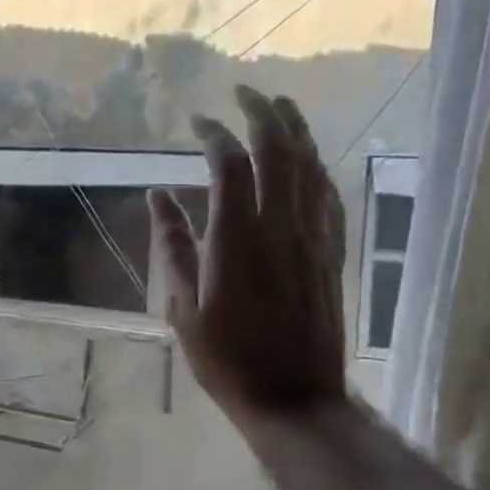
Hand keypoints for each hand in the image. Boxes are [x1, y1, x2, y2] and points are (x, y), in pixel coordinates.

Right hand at [149, 85, 348, 420]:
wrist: (293, 397)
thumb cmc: (225, 357)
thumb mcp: (182, 305)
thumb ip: (172, 246)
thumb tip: (157, 197)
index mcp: (236, 240)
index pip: (230, 166)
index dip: (214, 135)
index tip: (197, 121)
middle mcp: (279, 228)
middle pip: (279, 153)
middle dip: (261, 114)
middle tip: (243, 92)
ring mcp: (313, 239)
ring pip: (311, 168)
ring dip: (296, 130)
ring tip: (279, 104)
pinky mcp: (331, 254)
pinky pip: (328, 197)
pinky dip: (316, 167)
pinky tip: (308, 157)